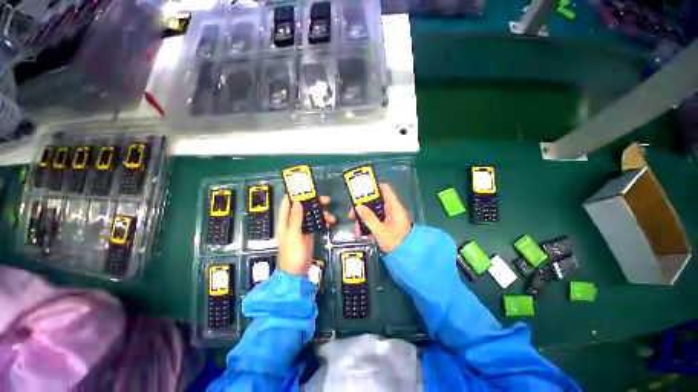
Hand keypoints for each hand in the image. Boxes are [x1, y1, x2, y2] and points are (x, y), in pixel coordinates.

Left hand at [277, 195, 334, 274]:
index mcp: (285, 221)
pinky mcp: (309, 233)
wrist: (297, 271)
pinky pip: (316, 223)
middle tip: (326, 200)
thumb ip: (295, 218)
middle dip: (314, 202)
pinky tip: (329, 222)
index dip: (295, 194)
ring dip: (321, 213)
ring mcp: (301, 227)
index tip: (306, 189)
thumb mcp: (294, 235)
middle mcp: (292, 222)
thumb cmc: (292, 254)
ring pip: (311, 214)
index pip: (287, 203)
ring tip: (331, 217)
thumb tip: (297, 202)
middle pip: (302, 207)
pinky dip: (322, 221)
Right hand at [348, 183, 410, 252]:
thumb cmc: (396, 242)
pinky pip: (375, 221)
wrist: (408, 257)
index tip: (360, 192)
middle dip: (362, 208)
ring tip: (356, 230)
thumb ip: (369, 218)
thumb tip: (358, 207)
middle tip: (352, 214)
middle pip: (375, 202)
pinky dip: (368, 226)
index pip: (385, 189)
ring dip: (363, 219)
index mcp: (393, 207)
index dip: (373, 188)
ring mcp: (389, 218)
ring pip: (373, 213)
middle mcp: (391, 210)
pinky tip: (362, 234)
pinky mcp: (387, 225)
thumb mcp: (380, 231)